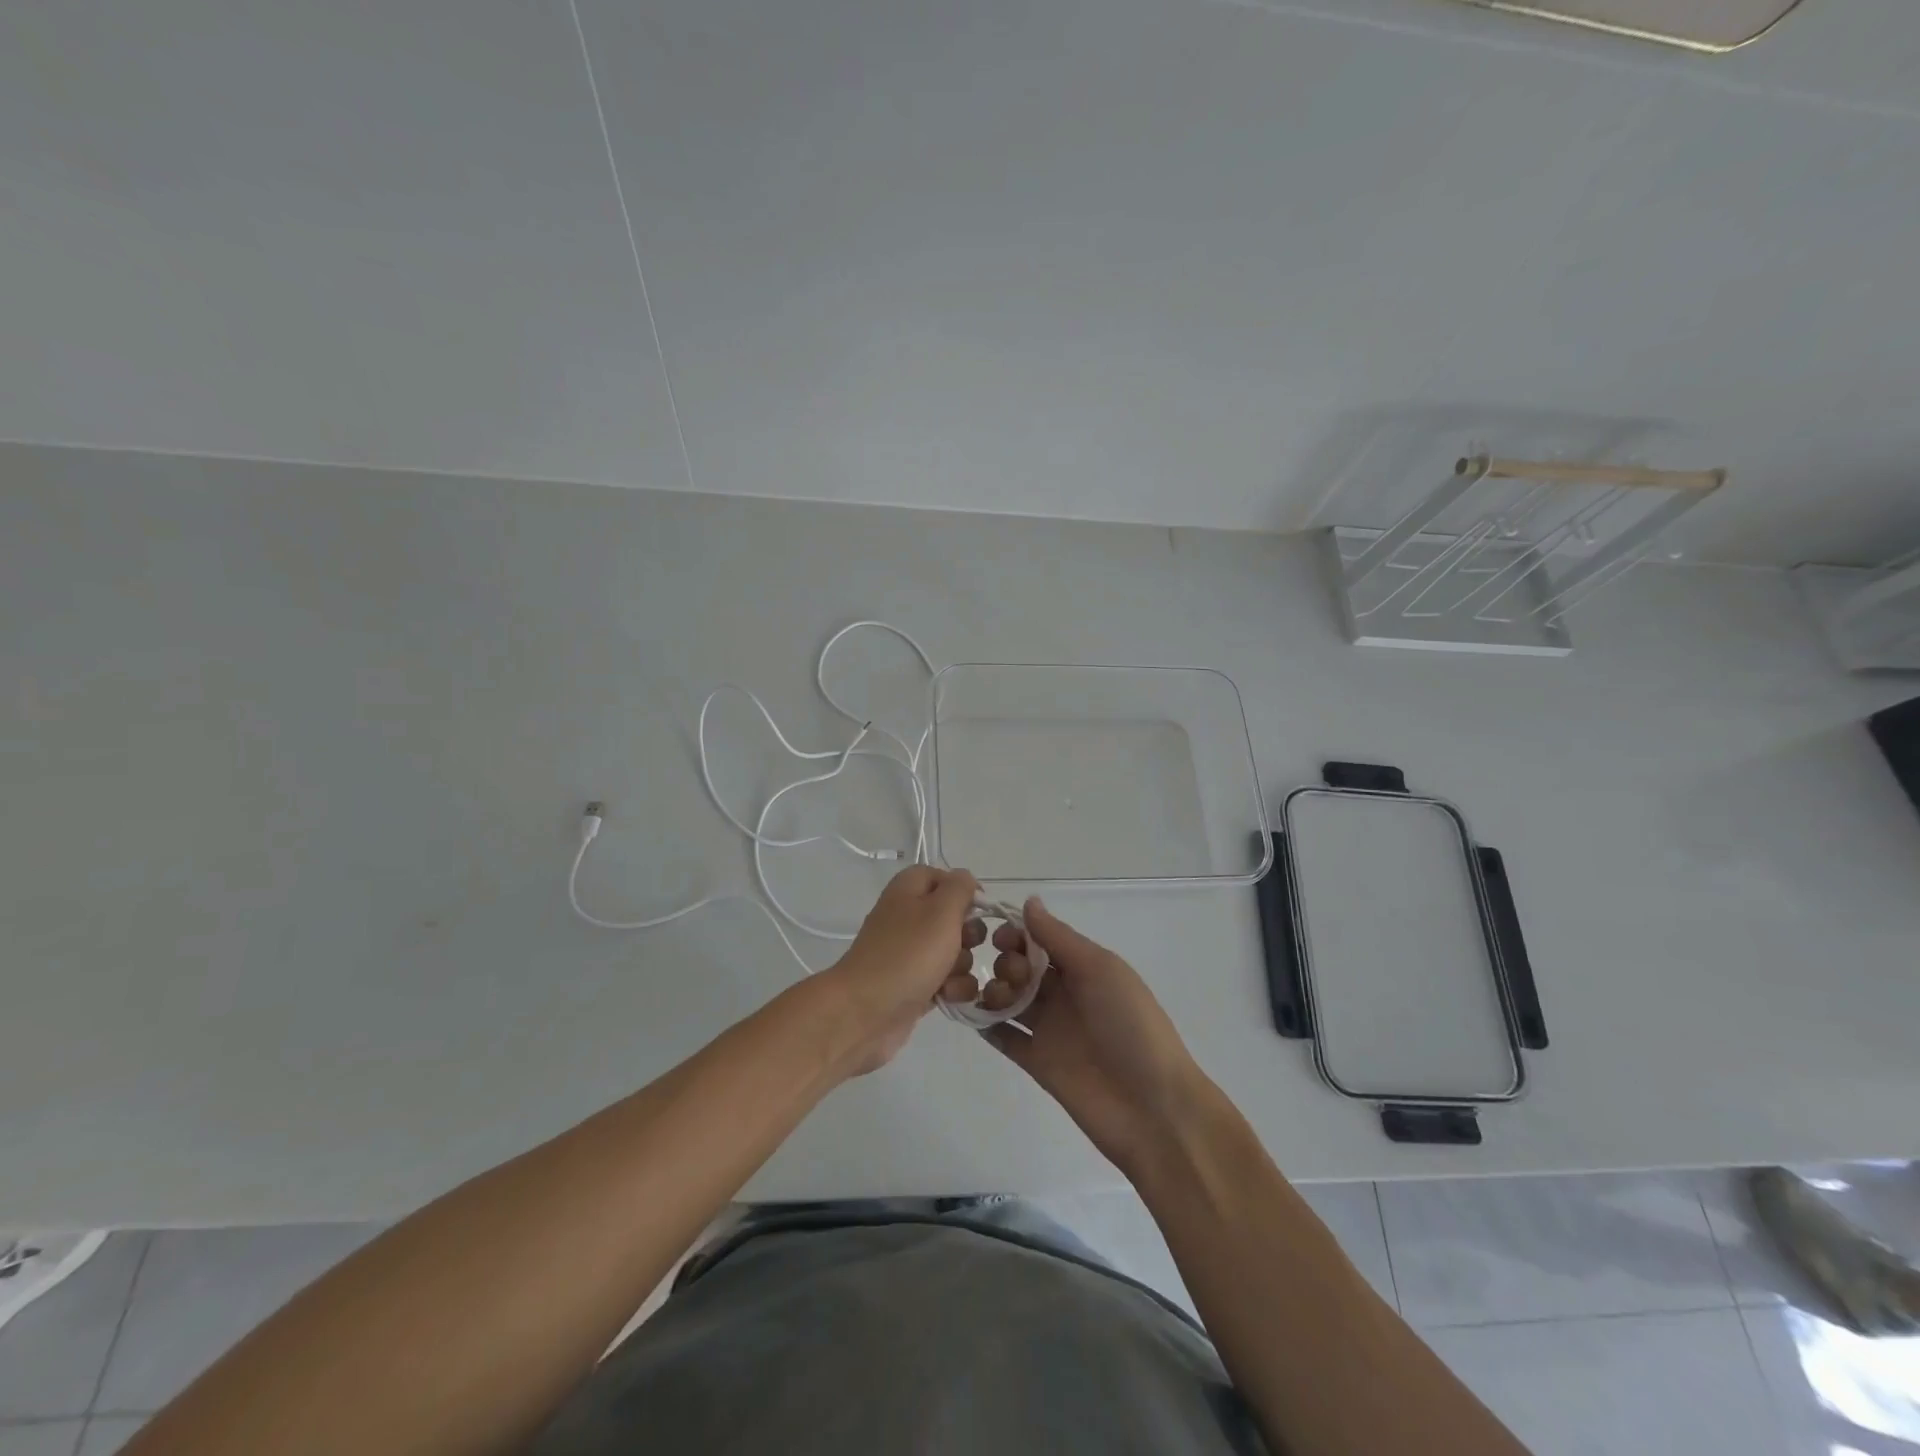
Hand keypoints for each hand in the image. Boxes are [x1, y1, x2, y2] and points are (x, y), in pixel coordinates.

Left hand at [821, 866, 982, 1075]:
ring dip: (962, 965)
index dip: (964, 889)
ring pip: (954, 951)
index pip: (942, 876)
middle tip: (964, 944)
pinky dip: (952, 988)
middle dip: (968, 934)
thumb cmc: (908, 954)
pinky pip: (946, 980)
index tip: (980, 907)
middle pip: (953, 917)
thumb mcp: (941, 910)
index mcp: (908, 890)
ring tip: (950, 979)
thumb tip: (966, 880)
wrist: (866, 1012)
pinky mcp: (914, 984)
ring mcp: (910, 953)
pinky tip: (947, 996)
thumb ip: (960, 887)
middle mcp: (908, 917)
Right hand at [978, 898, 1216, 1174]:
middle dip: (1006, 962)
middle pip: (1022, 967)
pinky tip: (973, 1016)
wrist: (1152, 1107)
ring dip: (993, 991)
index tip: (1000, 937)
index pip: (1042, 940)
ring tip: (997, 1000)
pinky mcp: (1037, 1062)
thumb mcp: (1100, 970)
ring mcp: (1050, 1029)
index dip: (1018, 934)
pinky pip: (1004, 1037)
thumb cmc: (1130, 1025)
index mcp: (1084, 968)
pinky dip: (986, 1025)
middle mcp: (1065, 994)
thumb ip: (1059, 937)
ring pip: (1009, 1000)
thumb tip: (1029, 902)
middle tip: (1013, 977)